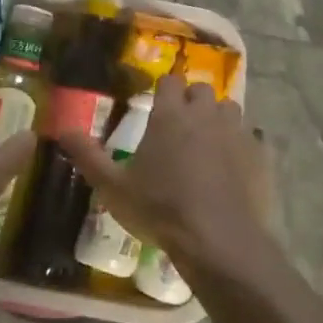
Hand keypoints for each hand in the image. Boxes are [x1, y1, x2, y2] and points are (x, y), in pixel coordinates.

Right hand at [56, 75, 272, 272]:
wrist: (217, 240)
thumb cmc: (160, 209)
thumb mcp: (113, 187)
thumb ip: (87, 156)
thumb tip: (62, 130)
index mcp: (170, 115)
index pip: (170, 81)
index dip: (164, 89)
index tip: (157, 104)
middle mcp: (205, 115)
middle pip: (202, 90)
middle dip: (192, 100)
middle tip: (181, 124)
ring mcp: (236, 133)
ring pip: (229, 108)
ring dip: (218, 117)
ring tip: (208, 141)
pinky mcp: (259, 155)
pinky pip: (252, 137)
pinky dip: (242, 144)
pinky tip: (233, 165)